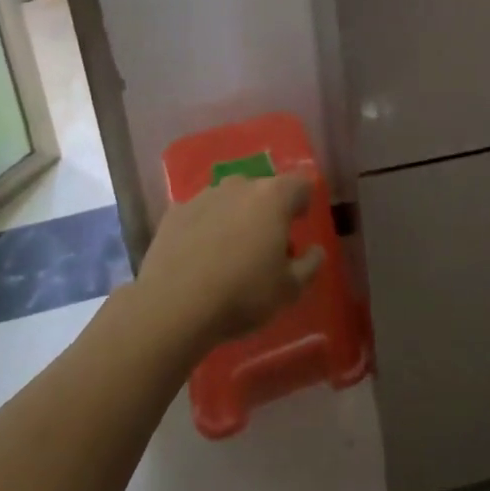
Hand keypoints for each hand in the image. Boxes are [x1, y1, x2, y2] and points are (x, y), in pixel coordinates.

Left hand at [137, 174, 323, 352]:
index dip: (304, 201)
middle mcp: (240, 185)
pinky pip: (201, 214)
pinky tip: (200, 256)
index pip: (300, 184)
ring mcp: (204, 195)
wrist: (173, 306)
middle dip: (268, 210)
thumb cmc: (242, 294)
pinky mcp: (175, 212)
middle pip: (263, 189)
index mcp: (273, 197)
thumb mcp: (289, 290)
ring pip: (230, 198)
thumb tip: (316, 250)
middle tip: (266, 244)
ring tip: (230, 251)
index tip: (299, 224)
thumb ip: (310, 265)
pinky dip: (206, 227)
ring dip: (236, 216)